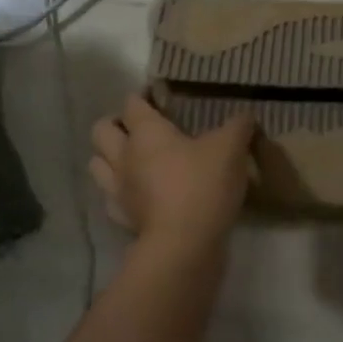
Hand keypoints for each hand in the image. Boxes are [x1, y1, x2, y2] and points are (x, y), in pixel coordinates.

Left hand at [89, 95, 256, 256]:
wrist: (185, 244)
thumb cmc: (204, 185)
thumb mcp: (231, 148)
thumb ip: (238, 126)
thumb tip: (245, 115)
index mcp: (146, 132)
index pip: (132, 103)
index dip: (143, 97)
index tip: (160, 98)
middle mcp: (123, 156)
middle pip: (101, 130)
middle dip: (115, 125)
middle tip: (140, 129)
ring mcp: (118, 189)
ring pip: (97, 164)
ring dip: (109, 158)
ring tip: (133, 160)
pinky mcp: (122, 218)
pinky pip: (111, 198)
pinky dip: (120, 193)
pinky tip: (139, 195)